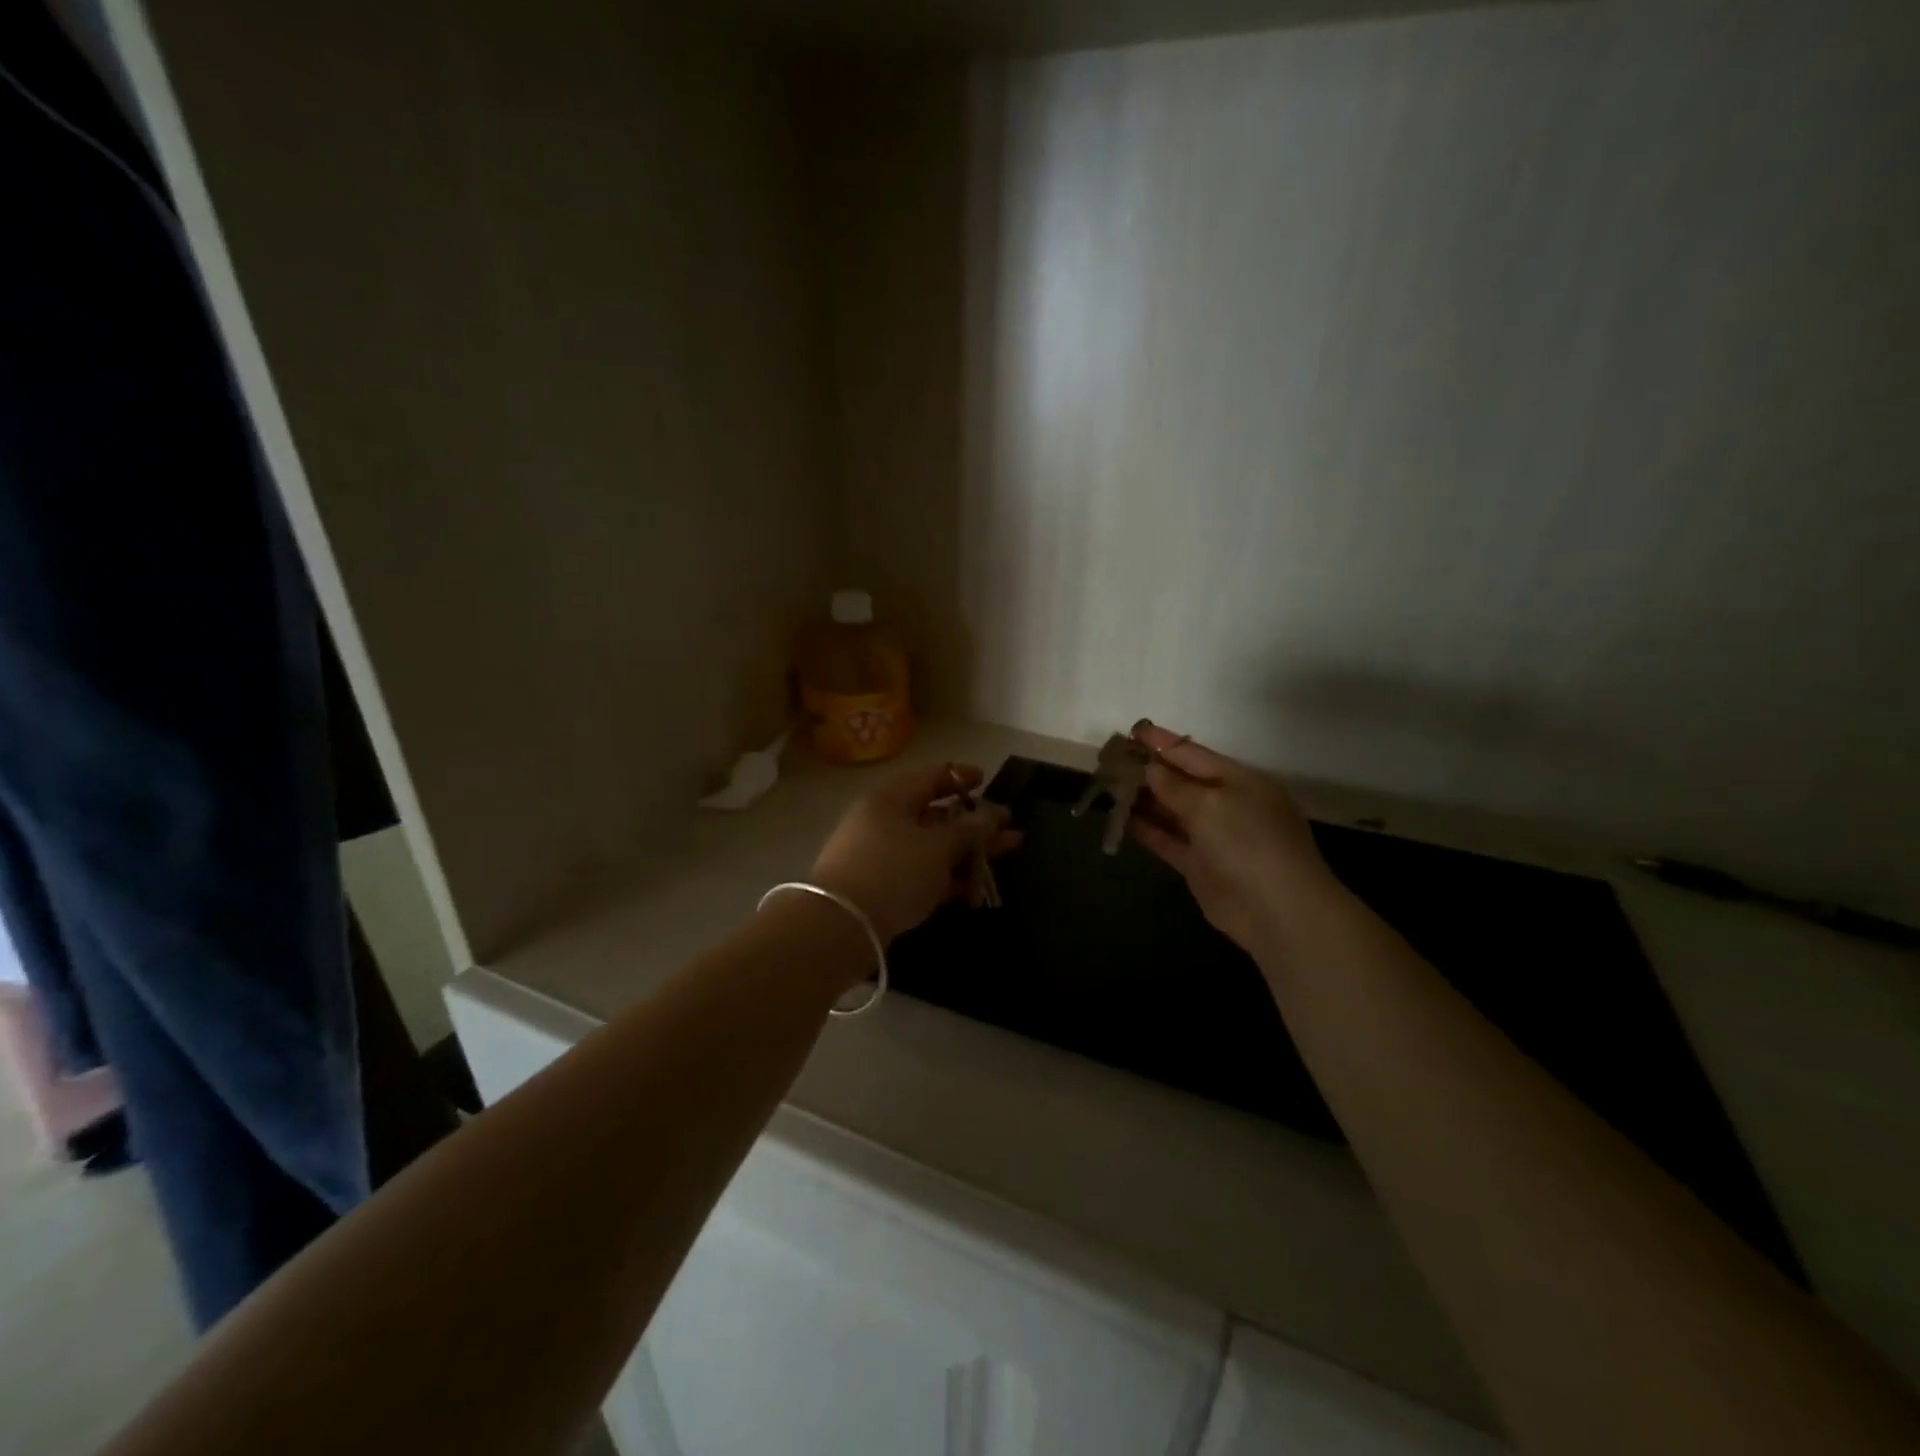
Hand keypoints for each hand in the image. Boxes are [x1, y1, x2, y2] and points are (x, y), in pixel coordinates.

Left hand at [809, 763, 1020, 943]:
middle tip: (1010, 830)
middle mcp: (885, 820)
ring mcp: (882, 855)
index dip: (962, 777)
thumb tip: (991, 815)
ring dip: (968, 851)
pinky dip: (949, 877)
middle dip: (975, 822)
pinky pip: (922, 873)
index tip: (988, 782)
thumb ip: (968, 830)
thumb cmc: (891, 872)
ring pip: (932, 846)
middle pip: (936, 814)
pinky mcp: (882, 887)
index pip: (932, 776)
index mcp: (892, 798)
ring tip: (1006, 855)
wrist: (838, 927)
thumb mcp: (937, 847)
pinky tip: (976, 888)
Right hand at [1127, 720, 1345, 953]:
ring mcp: (1213, 836)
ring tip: (1108, 786)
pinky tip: (1120, 819)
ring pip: (1171, 811)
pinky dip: (1145, 829)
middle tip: (1111, 759)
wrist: (1276, 909)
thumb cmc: (1248, 841)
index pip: (1194, 753)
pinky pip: (1167, 840)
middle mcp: (1227, 804)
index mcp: (1239, 780)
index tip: (1132, 730)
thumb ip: (1176, 786)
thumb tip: (1151, 769)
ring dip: (1143, 799)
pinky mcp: (1199, 865)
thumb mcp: (1211, 804)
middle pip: (1181, 781)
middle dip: (1148, 770)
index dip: (1163, 742)